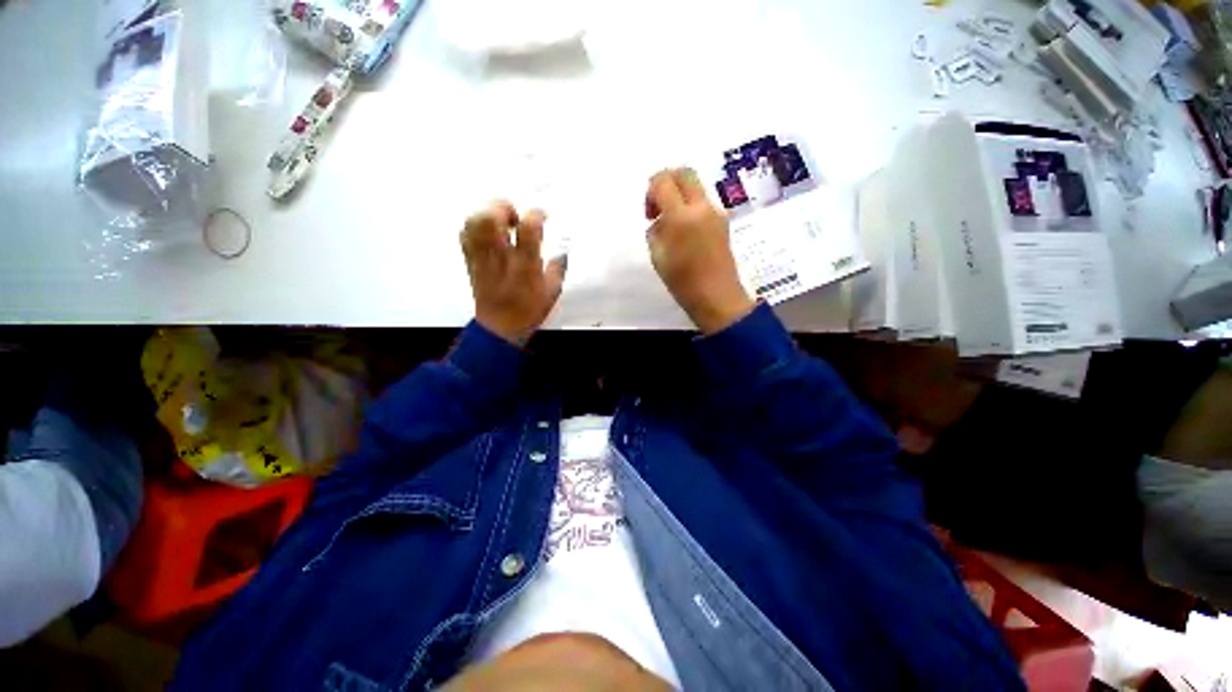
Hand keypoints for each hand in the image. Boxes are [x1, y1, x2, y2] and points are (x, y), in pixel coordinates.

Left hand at [462, 201, 566, 345]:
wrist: (500, 327)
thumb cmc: (528, 310)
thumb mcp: (552, 291)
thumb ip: (558, 268)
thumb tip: (561, 253)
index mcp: (525, 264)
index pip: (528, 227)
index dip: (536, 215)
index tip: (542, 216)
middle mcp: (501, 256)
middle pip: (491, 217)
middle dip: (504, 208)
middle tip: (514, 218)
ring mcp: (482, 257)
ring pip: (474, 222)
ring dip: (488, 214)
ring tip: (500, 223)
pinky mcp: (471, 260)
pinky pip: (466, 234)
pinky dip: (475, 226)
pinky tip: (487, 233)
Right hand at [645, 168, 754, 333]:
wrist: (717, 297)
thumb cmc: (682, 282)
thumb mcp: (658, 257)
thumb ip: (655, 231)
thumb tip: (659, 220)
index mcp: (682, 216)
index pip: (663, 181)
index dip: (651, 190)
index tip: (649, 213)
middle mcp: (701, 207)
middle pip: (684, 172)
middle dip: (666, 182)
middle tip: (659, 207)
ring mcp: (716, 212)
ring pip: (695, 186)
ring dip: (679, 195)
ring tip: (672, 224)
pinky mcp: (723, 221)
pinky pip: (703, 202)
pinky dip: (690, 206)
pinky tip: (686, 232)